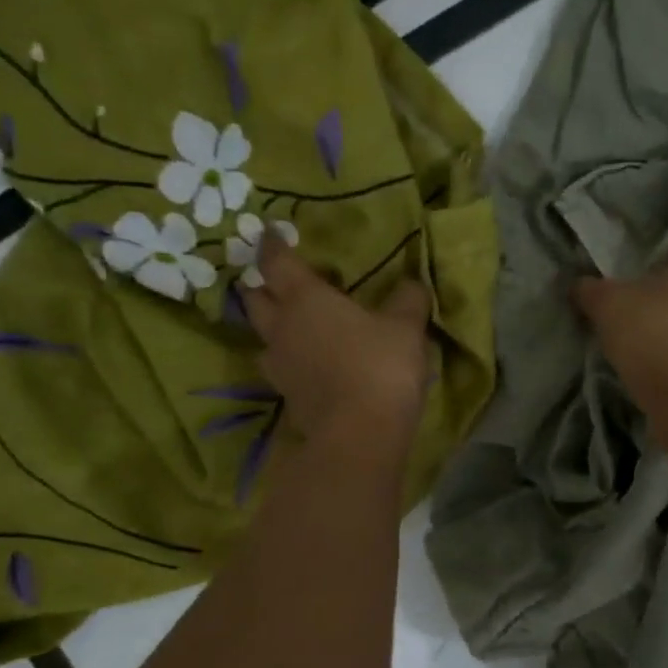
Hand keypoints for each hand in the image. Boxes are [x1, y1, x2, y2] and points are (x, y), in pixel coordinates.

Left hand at [241, 233, 430, 454]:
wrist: (360, 435)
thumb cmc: (381, 366)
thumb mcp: (406, 327)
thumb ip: (407, 300)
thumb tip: (411, 283)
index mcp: (305, 299)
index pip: (277, 263)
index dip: (271, 245)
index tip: (268, 232)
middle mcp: (283, 329)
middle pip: (256, 300)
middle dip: (260, 286)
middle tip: (271, 281)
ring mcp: (280, 367)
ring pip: (264, 338)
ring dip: (272, 328)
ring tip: (289, 326)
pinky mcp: (287, 398)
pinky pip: (282, 370)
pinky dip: (291, 361)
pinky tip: (309, 365)